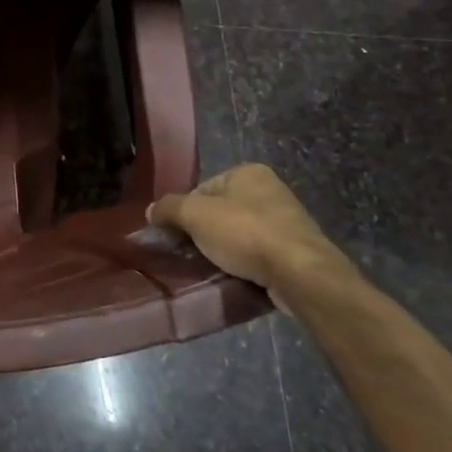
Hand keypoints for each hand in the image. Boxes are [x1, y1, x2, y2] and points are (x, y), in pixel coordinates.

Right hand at [147, 163, 341, 299]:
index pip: (202, 189)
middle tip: (191, 253)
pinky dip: (244, 266)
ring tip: (211, 268)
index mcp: (248, 173)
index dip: (185, 212)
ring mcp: (286, 223)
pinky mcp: (295, 252)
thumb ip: (168, 208)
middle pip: (220, 212)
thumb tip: (151, 211)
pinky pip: (258, 256)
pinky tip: (234, 278)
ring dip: (224, 251)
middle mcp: (270, 191)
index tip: (178, 234)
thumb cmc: (245, 232)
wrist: (300, 274)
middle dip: (204, 233)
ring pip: (239, 236)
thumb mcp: (194, 214)